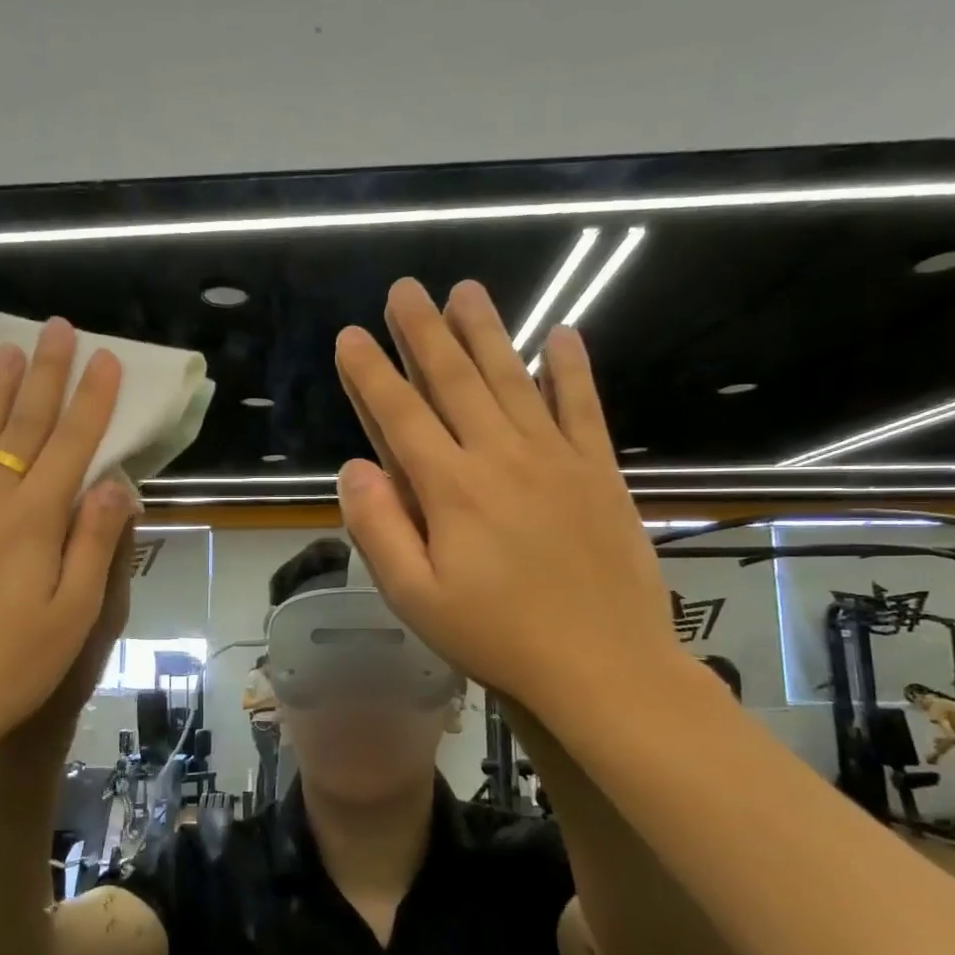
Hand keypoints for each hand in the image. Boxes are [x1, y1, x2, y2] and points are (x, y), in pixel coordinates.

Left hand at [0, 319, 139, 776]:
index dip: (92, 400)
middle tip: (57, 329)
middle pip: (23, 427)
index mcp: (34, 521)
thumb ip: (95, 543)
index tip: (105, 359)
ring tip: (6, 351)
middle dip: (46, 375)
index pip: (72, 446)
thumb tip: (116, 483)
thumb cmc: (10, 668)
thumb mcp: (73, 614)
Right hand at [333, 278, 685, 728]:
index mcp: (451, 489)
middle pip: (455, 381)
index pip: (401, 415)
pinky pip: (583, 407)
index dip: (371, 373)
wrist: (603, 665)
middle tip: (406, 289)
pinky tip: (562, 335)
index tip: (351, 335)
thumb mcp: (416, 597)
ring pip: (513, 380)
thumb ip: (379, 528)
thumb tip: (354, 468)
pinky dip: (572, 369)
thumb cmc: (497, 636)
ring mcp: (556, 458)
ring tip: (467, 291)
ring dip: (487, 332)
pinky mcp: (599, 472)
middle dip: (424, 332)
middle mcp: (501, 457)